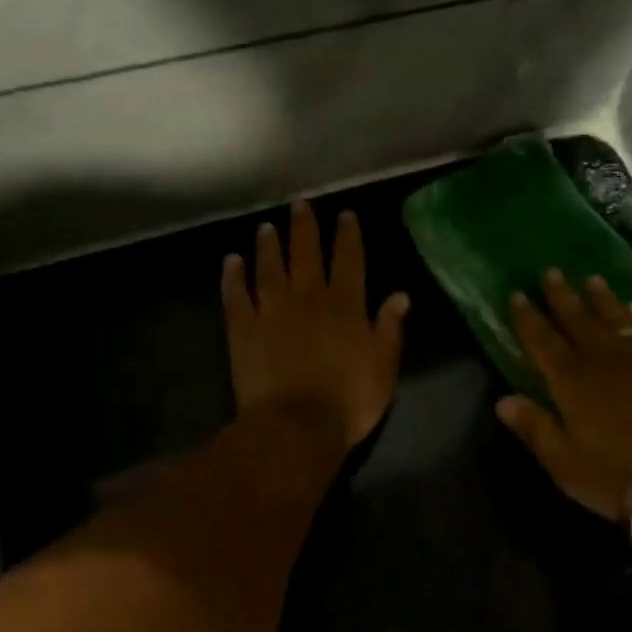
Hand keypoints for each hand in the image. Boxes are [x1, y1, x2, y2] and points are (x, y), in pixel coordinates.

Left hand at [222, 200, 409, 471]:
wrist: (296, 428)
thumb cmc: (348, 401)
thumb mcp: (383, 367)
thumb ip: (389, 328)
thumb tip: (400, 294)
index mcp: (345, 306)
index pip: (349, 261)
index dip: (348, 236)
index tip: (345, 214)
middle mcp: (308, 299)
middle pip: (306, 255)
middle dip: (305, 228)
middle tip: (300, 204)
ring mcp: (273, 312)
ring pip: (270, 269)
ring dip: (269, 246)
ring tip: (266, 226)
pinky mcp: (244, 330)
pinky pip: (236, 297)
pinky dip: (233, 278)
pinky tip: (231, 261)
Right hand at [496, 270, 631, 524]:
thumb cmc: (619, 471)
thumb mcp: (565, 462)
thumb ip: (535, 428)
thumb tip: (502, 400)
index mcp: (570, 379)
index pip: (541, 340)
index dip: (527, 317)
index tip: (517, 294)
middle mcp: (600, 357)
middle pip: (576, 318)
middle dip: (561, 295)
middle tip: (551, 271)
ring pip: (612, 316)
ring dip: (600, 297)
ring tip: (592, 280)